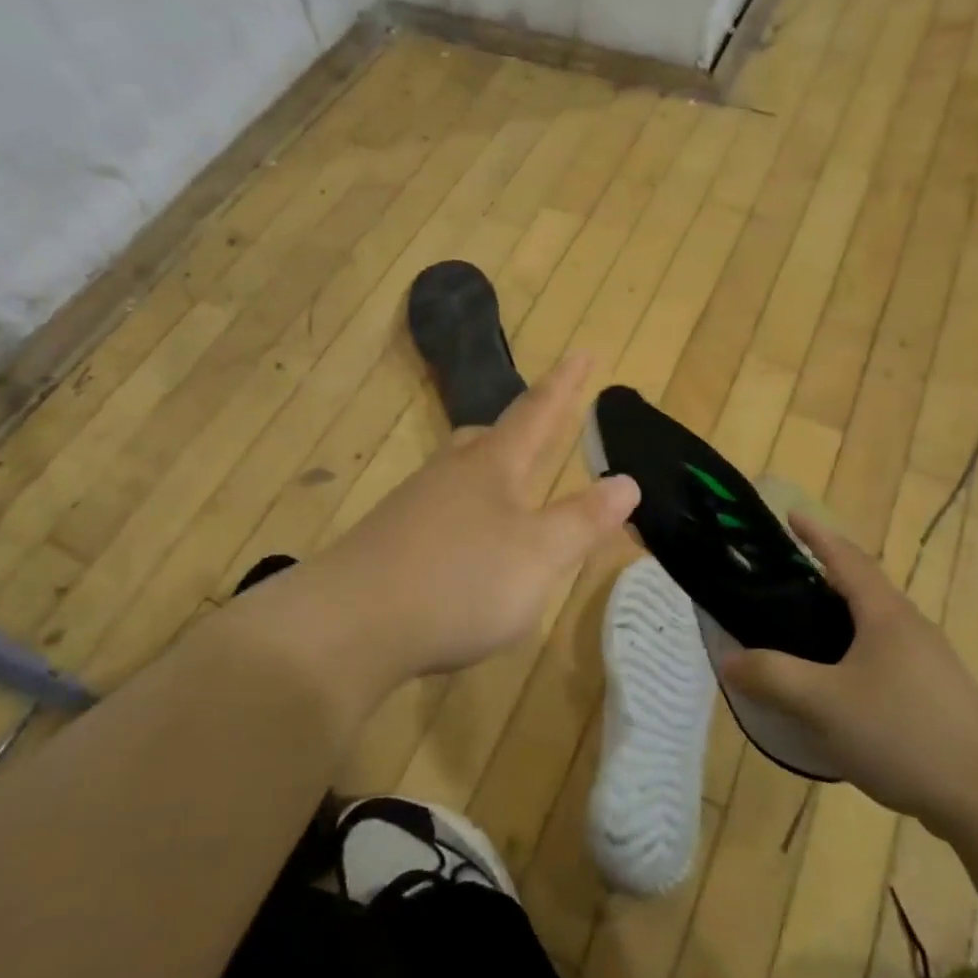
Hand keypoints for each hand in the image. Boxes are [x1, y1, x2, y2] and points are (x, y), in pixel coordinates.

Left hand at [286, 351, 638, 692]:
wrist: (349, 624)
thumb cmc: (460, 582)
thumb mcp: (539, 556)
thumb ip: (583, 520)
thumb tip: (627, 481)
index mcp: (493, 466)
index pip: (538, 412)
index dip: (565, 384)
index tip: (583, 352)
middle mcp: (450, 474)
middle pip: (489, 437)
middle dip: (519, 429)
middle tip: (538, 427)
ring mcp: (413, 505)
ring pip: (460, 475)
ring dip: (489, 476)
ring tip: (508, 494)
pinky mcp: (389, 541)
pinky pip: (439, 513)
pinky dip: (464, 519)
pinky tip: (465, 552)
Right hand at [718, 514, 977, 831]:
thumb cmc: (904, 734)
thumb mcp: (824, 703)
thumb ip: (771, 676)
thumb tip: (728, 660)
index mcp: (886, 614)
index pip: (845, 558)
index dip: (816, 534)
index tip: (790, 514)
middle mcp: (910, 627)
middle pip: (861, 588)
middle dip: (822, 576)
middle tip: (780, 580)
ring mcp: (929, 663)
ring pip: (873, 625)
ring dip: (838, 618)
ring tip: (800, 631)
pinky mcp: (936, 696)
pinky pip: (884, 657)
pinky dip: (853, 652)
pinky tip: (837, 685)